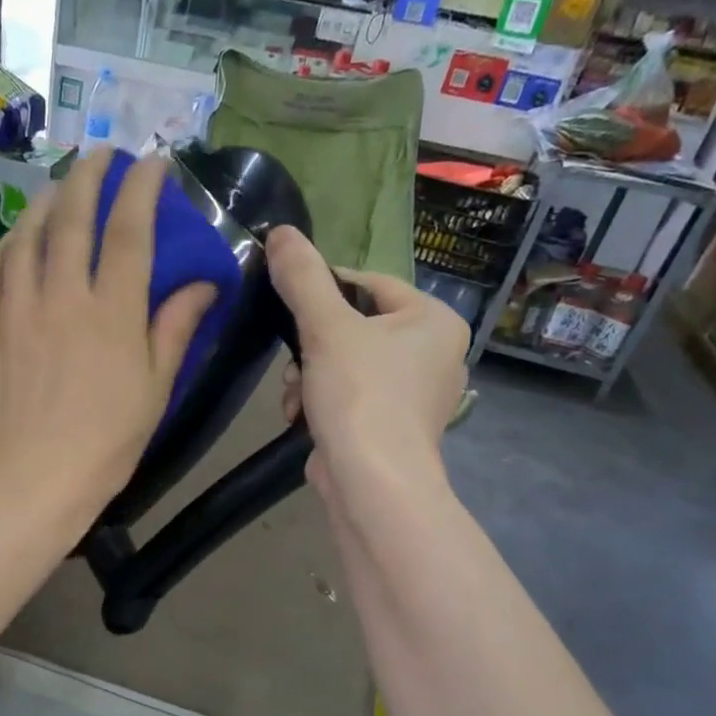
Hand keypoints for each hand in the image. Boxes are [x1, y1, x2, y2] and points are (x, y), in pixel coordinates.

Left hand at [0, 150, 215, 531]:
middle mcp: (62, 295)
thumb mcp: (154, 389)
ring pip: (28, 233)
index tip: (153, 162)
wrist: (32, 479)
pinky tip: (19, 238)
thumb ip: (175, 328)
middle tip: (100, 154)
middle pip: (73, 215)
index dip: (142, 187)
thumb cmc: (106, 442)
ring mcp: (17, 307)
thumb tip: (206, 284)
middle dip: (89, 173)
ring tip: (60, 188)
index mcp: (112, 311)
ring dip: (47, 200)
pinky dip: (12, 242)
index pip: (129, 228)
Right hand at [266, 225, 469, 501]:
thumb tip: (280, 231)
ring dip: (309, 376)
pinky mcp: (392, 428)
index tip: (289, 305)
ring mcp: (415, 395)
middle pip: (355, 327)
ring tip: (296, 397)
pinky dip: (321, 402)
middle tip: (293, 363)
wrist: (373, 484)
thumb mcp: (325, 327)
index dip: (323, 289)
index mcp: (434, 321)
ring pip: (346, 364)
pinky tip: (301, 417)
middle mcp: (435, 354)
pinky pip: (350, 397)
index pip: (370, 284)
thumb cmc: (360, 395)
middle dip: (311, 346)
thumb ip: (302, 277)